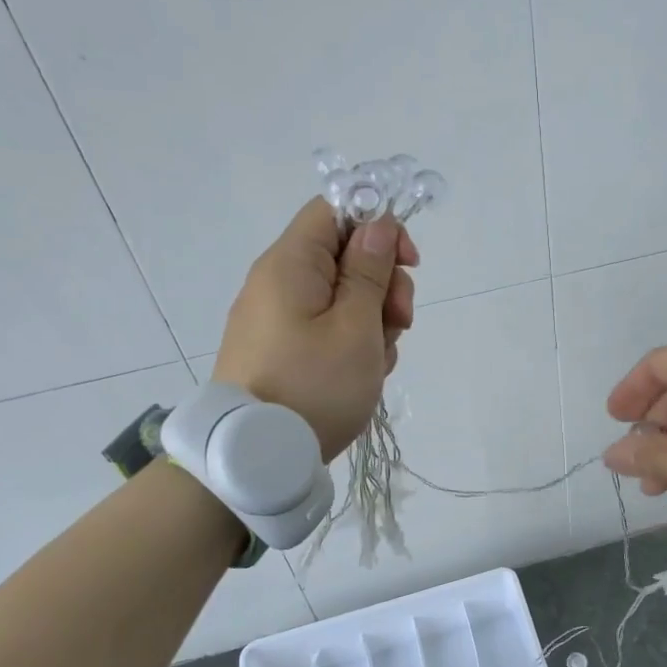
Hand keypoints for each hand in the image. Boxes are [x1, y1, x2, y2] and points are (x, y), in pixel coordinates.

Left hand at [213, 197, 418, 460]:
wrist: (257, 456)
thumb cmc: (315, 386)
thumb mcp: (356, 326)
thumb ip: (369, 270)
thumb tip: (378, 224)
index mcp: (290, 264)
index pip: (335, 210)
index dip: (378, 226)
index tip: (408, 261)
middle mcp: (278, 282)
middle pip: (344, 256)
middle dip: (383, 284)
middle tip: (400, 321)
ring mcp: (277, 318)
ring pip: (342, 297)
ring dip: (373, 320)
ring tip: (378, 360)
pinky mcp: (281, 348)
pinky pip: (326, 327)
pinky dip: (352, 342)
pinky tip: (363, 373)